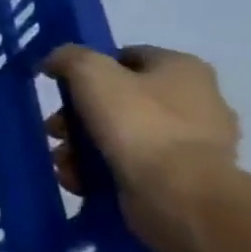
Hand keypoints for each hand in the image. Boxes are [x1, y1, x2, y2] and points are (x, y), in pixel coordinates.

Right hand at [41, 44, 240, 251]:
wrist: (178, 194)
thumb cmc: (137, 122)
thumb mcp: (90, 71)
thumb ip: (68, 57)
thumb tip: (54, 61)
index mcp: (183, 69)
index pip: (126, 57)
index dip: (88, 67)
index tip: (61, 86)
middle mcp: (196, 102)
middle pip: (116, 100)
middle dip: (76, 116)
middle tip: (55, 130)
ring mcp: (191, 145)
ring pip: (118, 136)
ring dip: (80, 147)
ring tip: (63, 161)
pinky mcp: (180, 179)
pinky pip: (129, 166)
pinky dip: (98, 171)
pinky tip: (78, 179)